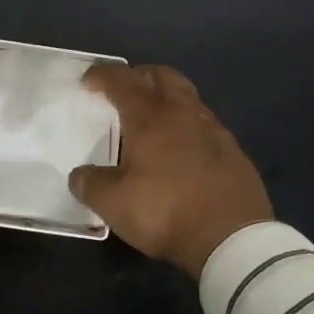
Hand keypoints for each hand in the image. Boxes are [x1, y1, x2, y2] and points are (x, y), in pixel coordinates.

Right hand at [69, 63, 271, 278]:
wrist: (232, 237)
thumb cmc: (165, 211)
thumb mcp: (113, 204)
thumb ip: (90, 184)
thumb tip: (79, 175)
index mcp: (150, 117)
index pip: (122, 81)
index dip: (102, 75)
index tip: (88, 81)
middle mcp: (183, 113)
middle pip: (162, 75)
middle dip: (140, 76)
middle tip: (124, 91)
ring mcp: (213, 129)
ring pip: (187, 97)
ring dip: (167, 98)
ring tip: (153, 120)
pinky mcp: (233, 151)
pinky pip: (205, 124)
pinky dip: (188, 125)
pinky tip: (183, 148)